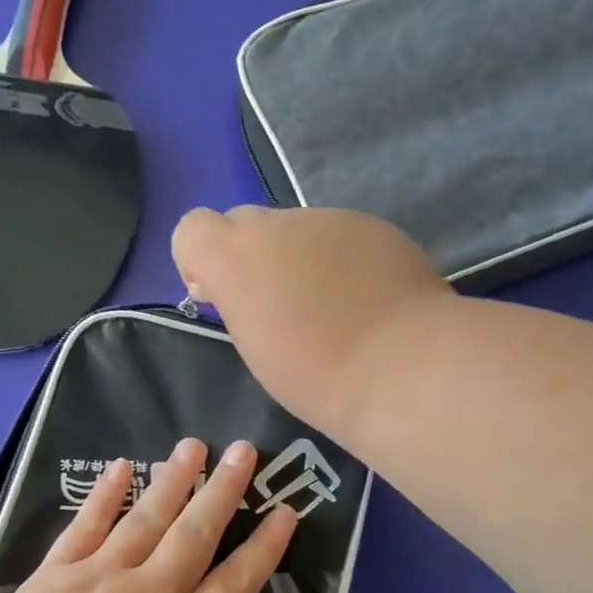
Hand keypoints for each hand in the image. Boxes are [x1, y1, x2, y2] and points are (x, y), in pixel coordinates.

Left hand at [0, 438, 296, 592]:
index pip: (239, 580)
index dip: (266, 545)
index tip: (285, 510)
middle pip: (197, 532)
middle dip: (224, 490)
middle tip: (244, 450)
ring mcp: (103, 577)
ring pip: (147, 518)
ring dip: (173, 479)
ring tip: (193, 445)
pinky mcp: (57, 573)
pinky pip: (86, 525)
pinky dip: (105, 495)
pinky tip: (120, 468)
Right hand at [171, 206, 450, 431]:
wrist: (400, 367)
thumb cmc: (312, 372)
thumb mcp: (252, 344)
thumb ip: (235, 302)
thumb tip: (235, 286)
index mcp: (238, 254)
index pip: (192, 229)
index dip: (198, 260)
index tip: (220, 297)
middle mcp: (279, 224)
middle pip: (245, 224)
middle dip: (251, 258)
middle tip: (276, 308)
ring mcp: (331, 219)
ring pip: (296, 231)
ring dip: (299, 260)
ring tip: (330, 310)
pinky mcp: (375, 227)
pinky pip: (340, 238)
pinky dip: (340, 263)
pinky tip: (363, 301)